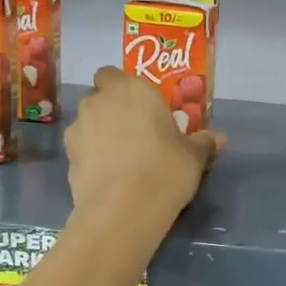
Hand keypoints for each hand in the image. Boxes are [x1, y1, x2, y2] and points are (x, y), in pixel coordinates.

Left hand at [67, 68, 224, 223]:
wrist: (122, 211)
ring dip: (101, 134)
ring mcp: (77, 129)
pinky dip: (92, 158)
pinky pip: (82, 150)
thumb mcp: (193, 157)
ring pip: (89, 124)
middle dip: (113, 111)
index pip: (112, 74)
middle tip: (136, 134)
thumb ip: (203, 142)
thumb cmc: (164, 170)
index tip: (141, 108)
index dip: (123, 88)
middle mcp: (98, 102)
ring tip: (122, 159)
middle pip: (100, 98)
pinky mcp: (67, 158)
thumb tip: (218, 138)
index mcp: (130, 89)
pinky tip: (111, 178)